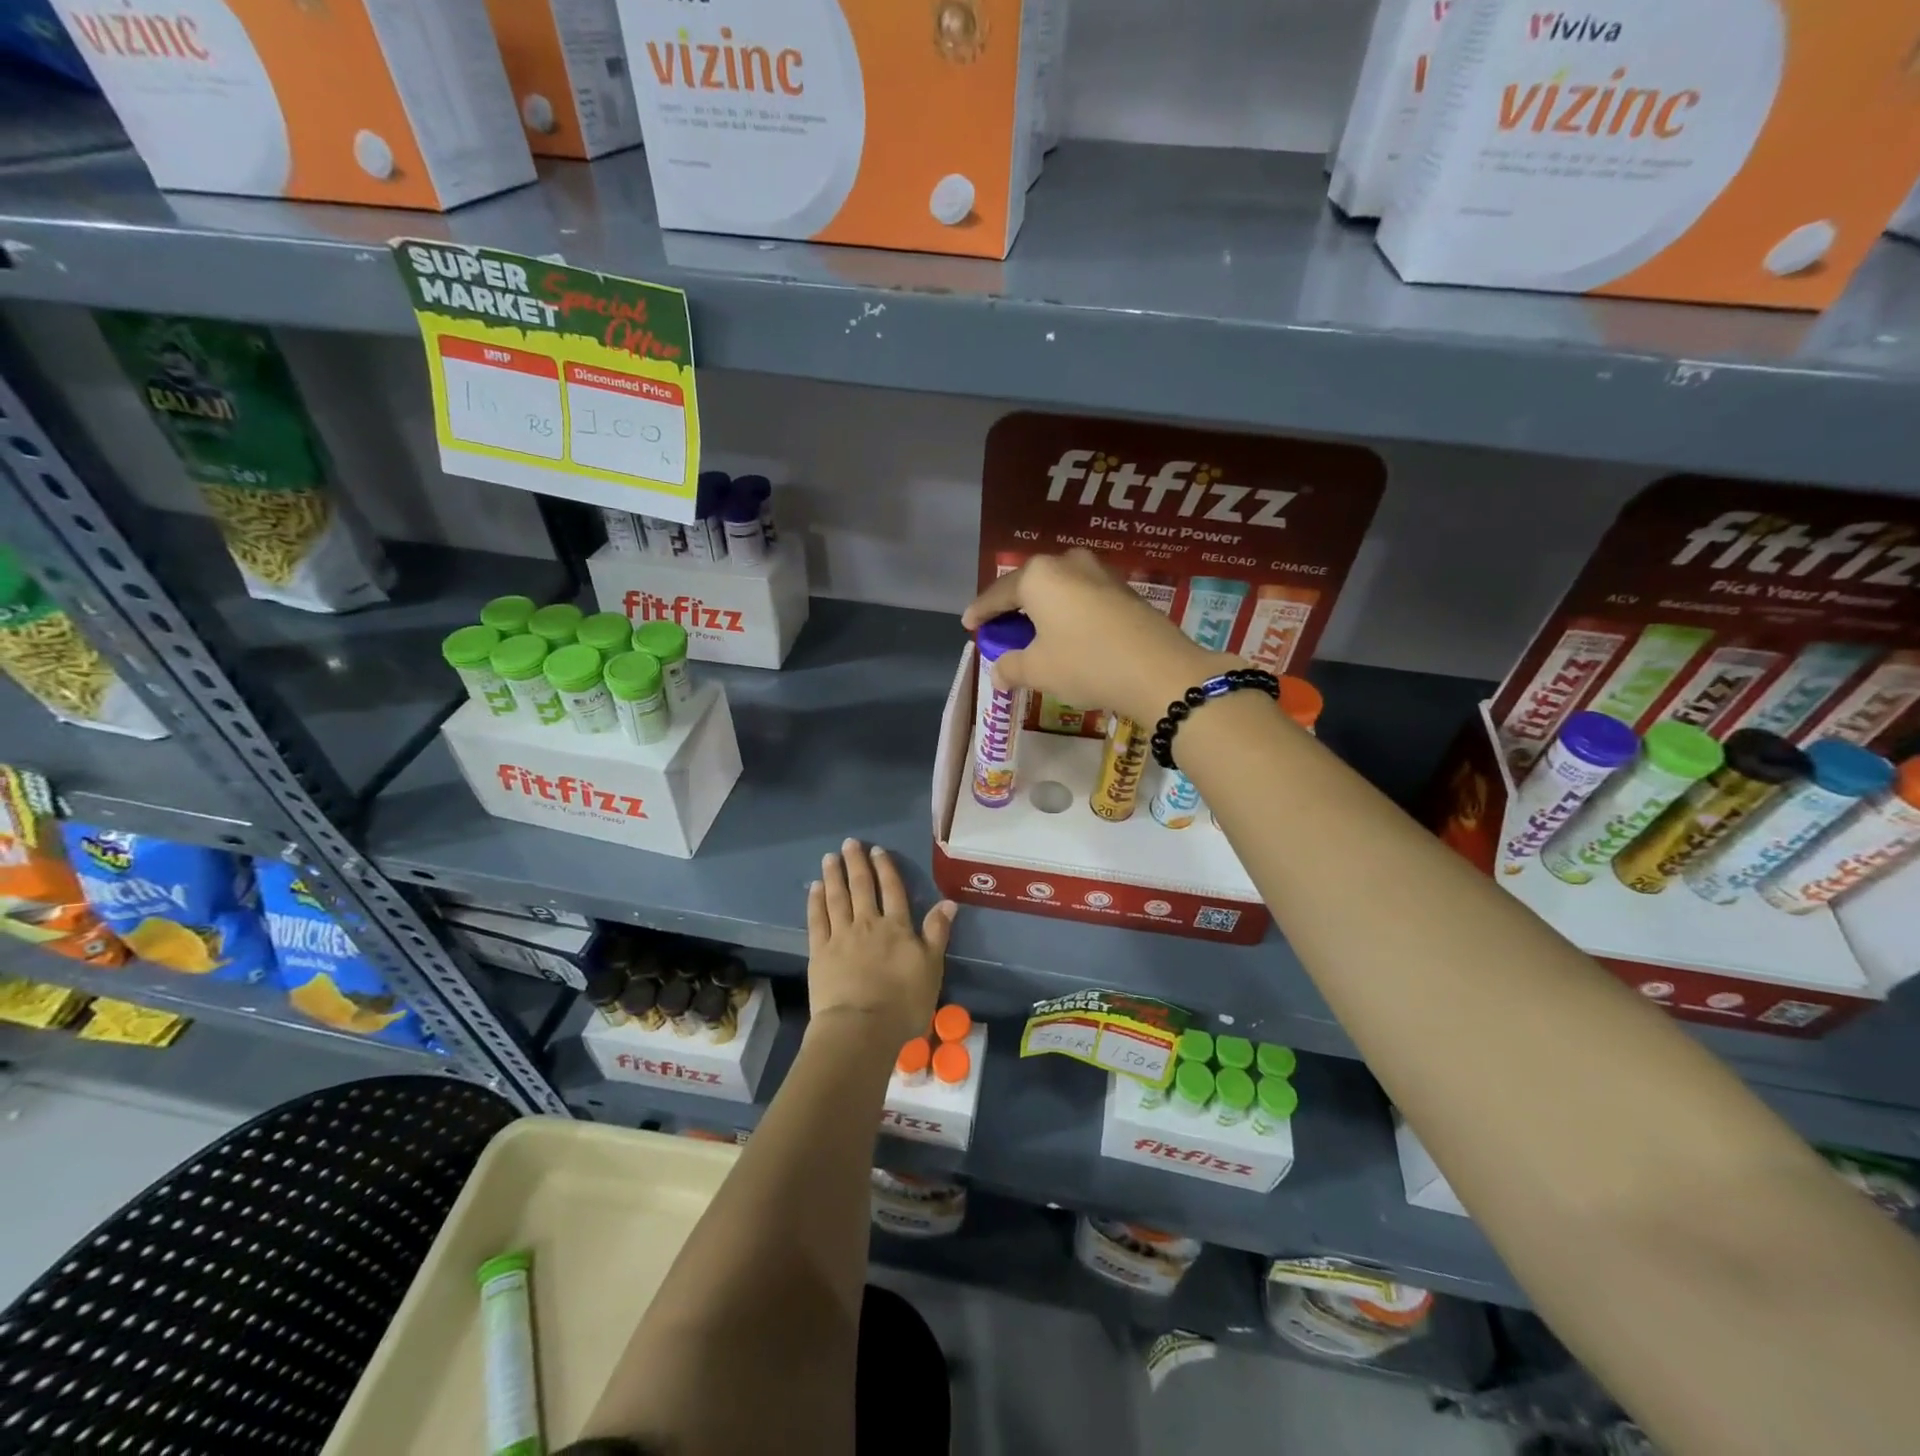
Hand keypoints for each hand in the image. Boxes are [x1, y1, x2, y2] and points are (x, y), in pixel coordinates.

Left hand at [806, 839, 955, 1047]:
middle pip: (861, 887)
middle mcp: (868, 923)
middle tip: (850, 843)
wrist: (861, 1028)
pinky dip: (816, 901)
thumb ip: (937, 933)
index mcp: (897, 927)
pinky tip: (815, 887)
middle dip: (856, 863)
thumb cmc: (903, 1002)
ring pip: (837, 897)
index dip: (885, 868)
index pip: (892, 890)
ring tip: (830, 857)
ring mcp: (841, 936)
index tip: (877, 850)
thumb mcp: (931, 968)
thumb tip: (948, 902)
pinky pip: (817, 919)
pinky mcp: (819, 952)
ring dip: (834, 875)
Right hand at [962, 550, 1233, 724]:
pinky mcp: (1124, 589)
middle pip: (1029, 585)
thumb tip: (998, 672)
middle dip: (1013, 607)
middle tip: (1000, 628)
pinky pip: (1082, 596)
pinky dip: (1067, 612)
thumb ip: (1011, 667)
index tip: (968, 624)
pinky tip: (1066, 633)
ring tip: (1034, 631)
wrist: (1160, 672)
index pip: (998, 593)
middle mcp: (1068, 563)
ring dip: (1043, 609)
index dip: (981, 612)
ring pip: (1059, 588)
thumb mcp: (1039, 670)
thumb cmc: (1086, 664)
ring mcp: (1100, 573)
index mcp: (1039, 576)